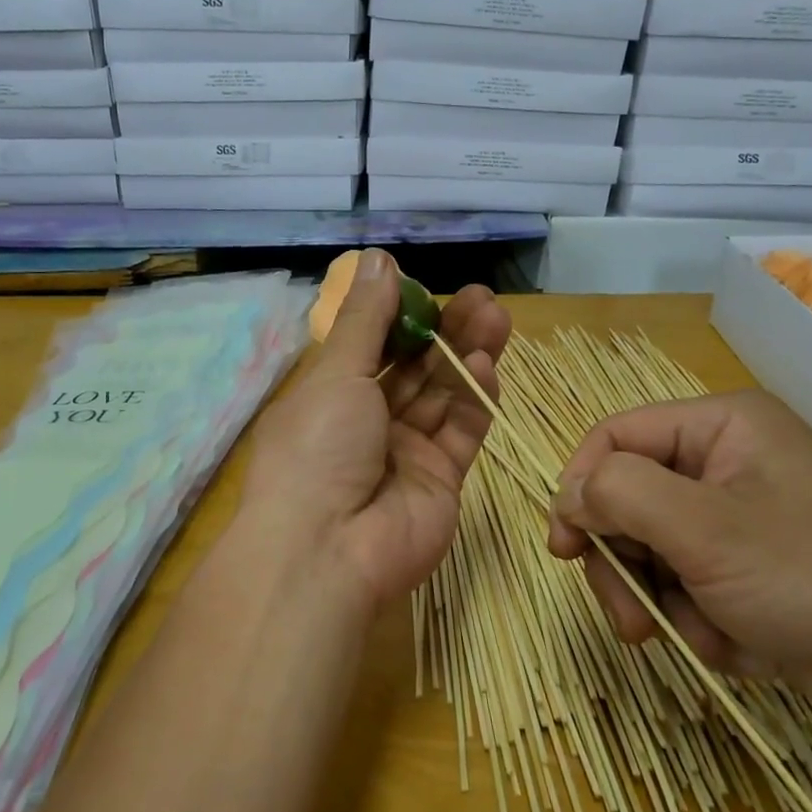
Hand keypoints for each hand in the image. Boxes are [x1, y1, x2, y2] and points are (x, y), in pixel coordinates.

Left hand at [242, 250, 511, 611]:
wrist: (328, 551)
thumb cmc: (317, 449)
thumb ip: (367, 320)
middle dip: (444, 331)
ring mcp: (406, 453)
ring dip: (466, 356)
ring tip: (495, 316)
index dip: (400, 317)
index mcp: (330, 398)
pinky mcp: (441, 480)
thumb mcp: (336, 375)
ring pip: (443, 395)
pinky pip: (461, 432)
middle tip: (480, 297)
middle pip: (414, 369)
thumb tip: (377, 260)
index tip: (428, 288)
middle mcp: (367, 424)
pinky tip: (487, 364)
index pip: (372, 347)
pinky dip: (475, 398)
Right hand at [546, 391, 811, 715]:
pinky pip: (688, 584)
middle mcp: (724, 462)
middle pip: (627, 500)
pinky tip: (737, 645)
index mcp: (720, 426)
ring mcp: (737, 517)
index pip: (614, 437)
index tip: (564, 548)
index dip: (579, 487)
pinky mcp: (749, 567)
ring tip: (699, 638)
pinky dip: (700, 620)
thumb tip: (570, 493)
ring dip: (663, 602)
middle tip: (632, 620)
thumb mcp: (707, 530)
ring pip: (652, 550)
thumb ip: (622, 495)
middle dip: (625, 565)